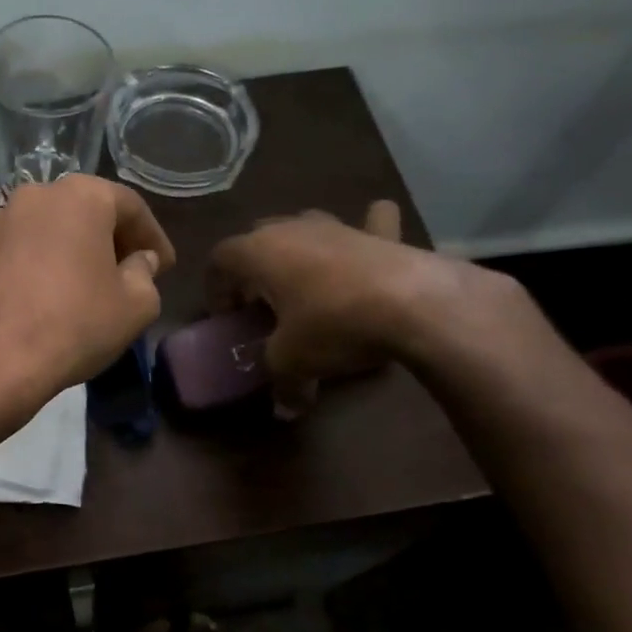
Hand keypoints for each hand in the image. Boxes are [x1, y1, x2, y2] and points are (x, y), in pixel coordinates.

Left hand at [0, 175, 175, 413]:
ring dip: (61, 252)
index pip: (129, 206)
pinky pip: (7, 256)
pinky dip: (25, 270)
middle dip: (105, 240)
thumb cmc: (75, 326)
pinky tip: (31, 302)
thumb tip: (139, 261)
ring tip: (74, 288)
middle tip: (122, 273)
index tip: (164, 266)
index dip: (152, 237)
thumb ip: (145, 274)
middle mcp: (32, 197)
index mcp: (80, 197)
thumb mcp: (135, 307)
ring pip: (39, 232)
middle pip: (80, 212)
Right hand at [206, 200, 458, 414]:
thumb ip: (281, 382)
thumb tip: (284, 409)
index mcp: (259, 252)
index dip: (216, 289)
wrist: (414, 304)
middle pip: (258, 238)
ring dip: (298, 249)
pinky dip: (366, 228)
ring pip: (305, 226)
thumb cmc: (333, 325)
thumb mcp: (292, 361)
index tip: (227, 319)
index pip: (220, 260)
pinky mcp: (380, 234)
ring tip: (304, 282)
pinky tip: (370, 236)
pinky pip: (369, 222)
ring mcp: (338, 225)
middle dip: (253, 267)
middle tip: (261, 303)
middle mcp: (292, 228)